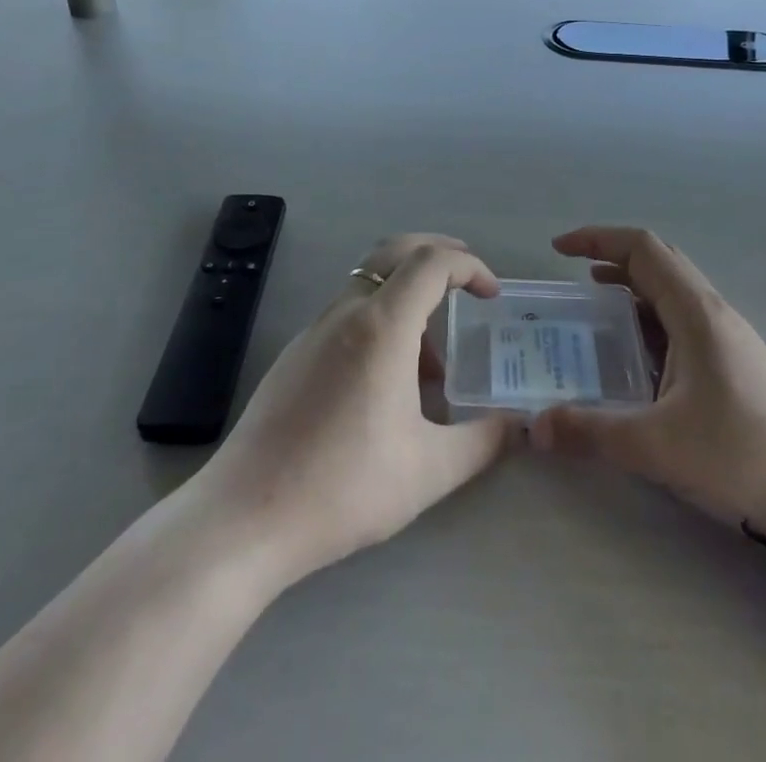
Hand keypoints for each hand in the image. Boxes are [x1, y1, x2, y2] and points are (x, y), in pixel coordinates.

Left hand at [192, 235, 520, 589]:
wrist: (246, 515)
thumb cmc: (344, 486)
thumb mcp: (428, 470)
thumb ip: (482, 442)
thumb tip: (518, 426)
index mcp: (382, 325)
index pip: (431, 262)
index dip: (469, 266)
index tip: (491, 295)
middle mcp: (346, 312)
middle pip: (395, 251)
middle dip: (438, 253)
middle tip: (468, 283)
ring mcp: (315, 329)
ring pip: (370, 283)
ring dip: (409, 296)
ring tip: (433, 364)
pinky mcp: (296, 353)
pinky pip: (348, 313)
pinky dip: (380, 321)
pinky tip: (387, 383)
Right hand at [531, 227, 765, 568]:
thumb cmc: (745, 457)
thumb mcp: (660, 448)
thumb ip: (592, 433)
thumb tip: (533, 426)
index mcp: (695, 313)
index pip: (642, 248)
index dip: (597, 238)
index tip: (559, 249)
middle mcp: (713, 313)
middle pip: (658, 261)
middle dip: (611, 257)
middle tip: (573, 275)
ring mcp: (729, 338)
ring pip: (673, 292)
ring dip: (632, 288)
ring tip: (596, 310)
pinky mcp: (736, 365)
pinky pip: (683, 322)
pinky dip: (650, 320)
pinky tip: (638, 359)